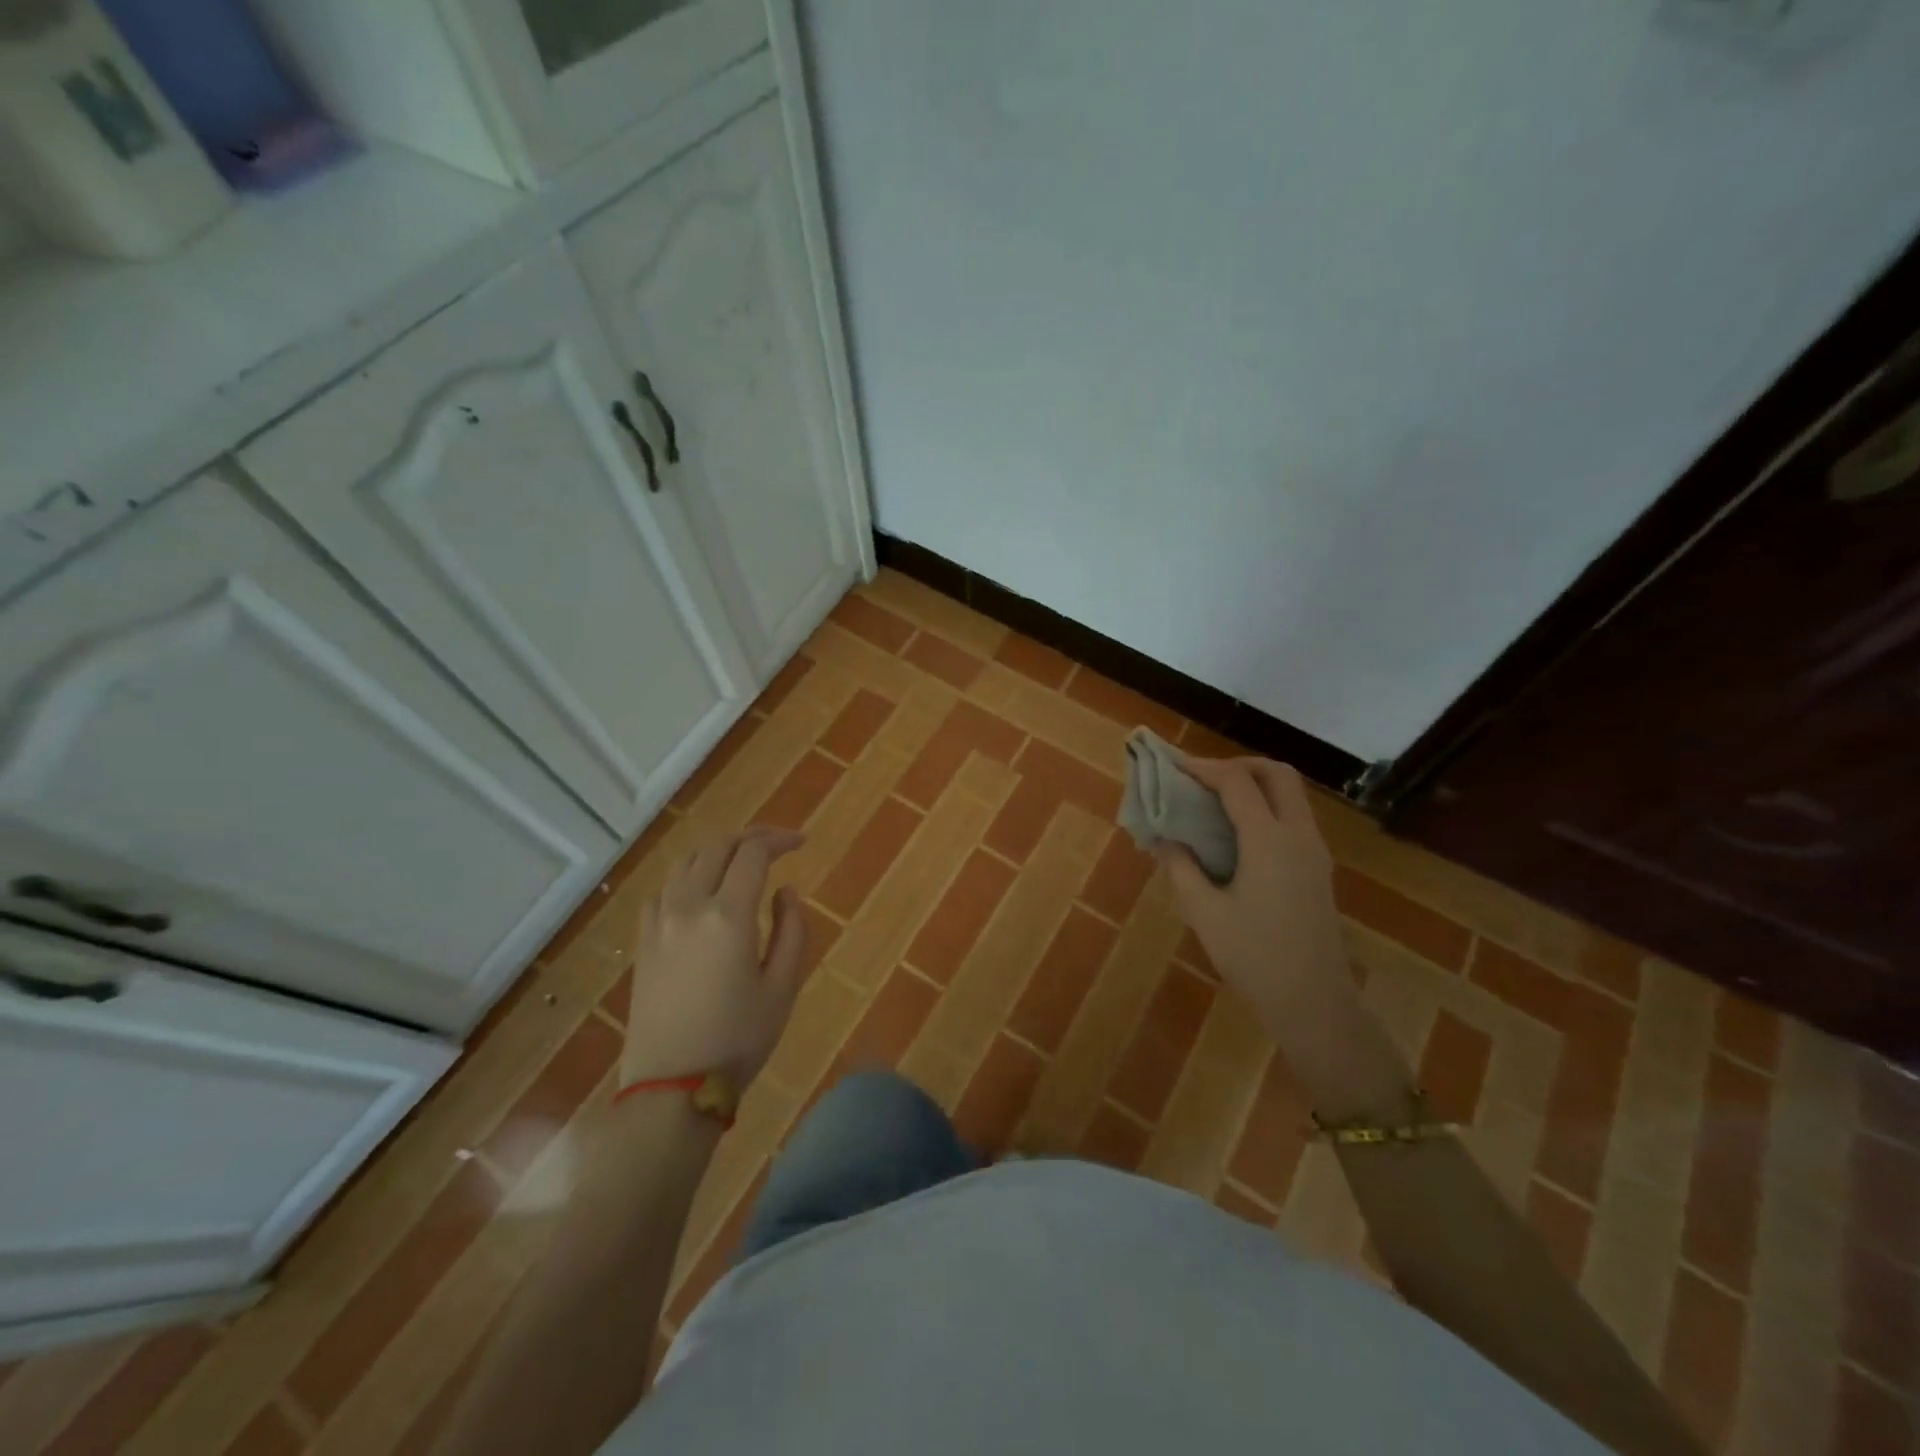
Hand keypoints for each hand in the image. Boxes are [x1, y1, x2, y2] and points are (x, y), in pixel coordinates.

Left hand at [620, 828, 809, 1087]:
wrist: (670, 1088)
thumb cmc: (738, 1040)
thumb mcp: (782, 987)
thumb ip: (791, 930)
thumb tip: (786, 891)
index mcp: (728, 916)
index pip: (753, 853)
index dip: (779, 840)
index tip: (801, 844)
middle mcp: (689, 907)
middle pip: (717, 846)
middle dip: (751, 837)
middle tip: (777, 845)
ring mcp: (659, 922)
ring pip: (686, 861)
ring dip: (718, 850)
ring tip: (742, 861)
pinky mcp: (643, 940)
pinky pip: (664, 888)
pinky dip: (689, 874)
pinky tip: (703, 891)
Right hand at [1155, 756, 1346, 1027]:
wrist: (1313, 1001)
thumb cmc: (1253, 956)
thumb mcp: (1204, 912)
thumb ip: (1181, 867)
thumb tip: (1166, 839)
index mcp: (1268, 840)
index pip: (1237, 782)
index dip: (1204, 768)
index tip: (1175, 768)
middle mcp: (1298, 835)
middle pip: (1277, 774)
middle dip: (1239, 764)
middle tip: (1203, 777)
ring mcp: (1315, 851)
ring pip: (1291, 794)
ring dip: (1256, 783)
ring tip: (1216, 800)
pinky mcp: (1319, 868)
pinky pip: (1295, 816)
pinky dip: (1267, 805)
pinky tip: (1239, 832)